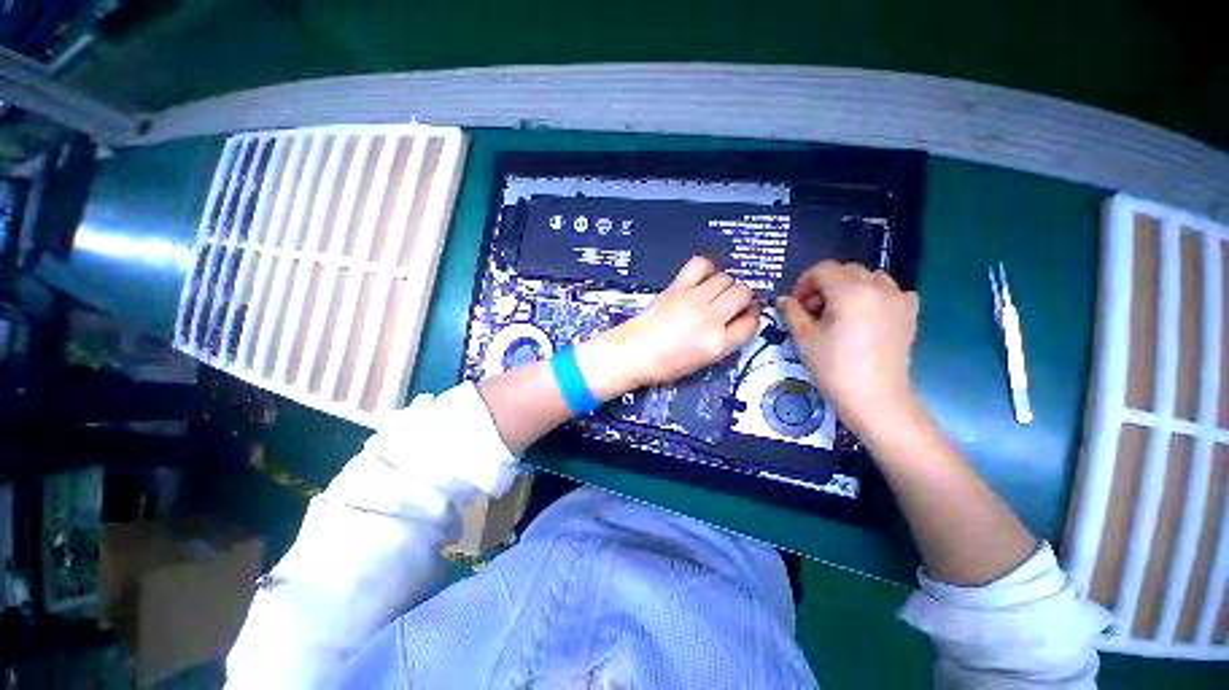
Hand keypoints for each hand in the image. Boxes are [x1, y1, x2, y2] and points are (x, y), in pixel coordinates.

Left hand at [578, 256, 760, 397]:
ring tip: (712, 293)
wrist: (633, 352)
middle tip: (728, 304)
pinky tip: (701, 279)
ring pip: (726, 277)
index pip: (751, 321)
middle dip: (742, 298)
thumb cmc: (666, 364)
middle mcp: (710, 318)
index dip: (751, 316)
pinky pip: (701, 264)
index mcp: (718, 343)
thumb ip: (726, 339)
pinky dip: (706, 269)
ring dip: (725, 284)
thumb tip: (741, 316)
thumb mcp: (704, 361)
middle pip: (743, 292)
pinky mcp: (676, 287)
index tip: (744, 315)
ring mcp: (692, 299)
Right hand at [777, 261, 919, 433]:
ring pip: (869, 277)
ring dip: (849, 287)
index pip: (823, 269)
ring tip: (839, 312)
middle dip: (824, 285)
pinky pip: (891, 291)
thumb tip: (783, 299)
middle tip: (813, 311)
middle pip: (846, 270)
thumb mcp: (804, 338)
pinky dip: (875, 295)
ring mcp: (899, 299)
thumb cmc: (834, 367)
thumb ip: (792, 312)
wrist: (875, 398)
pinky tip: (867, 315)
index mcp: (850, 291)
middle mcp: (878, 287)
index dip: (804, 283)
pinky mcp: (910, 314)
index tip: (796, 304)